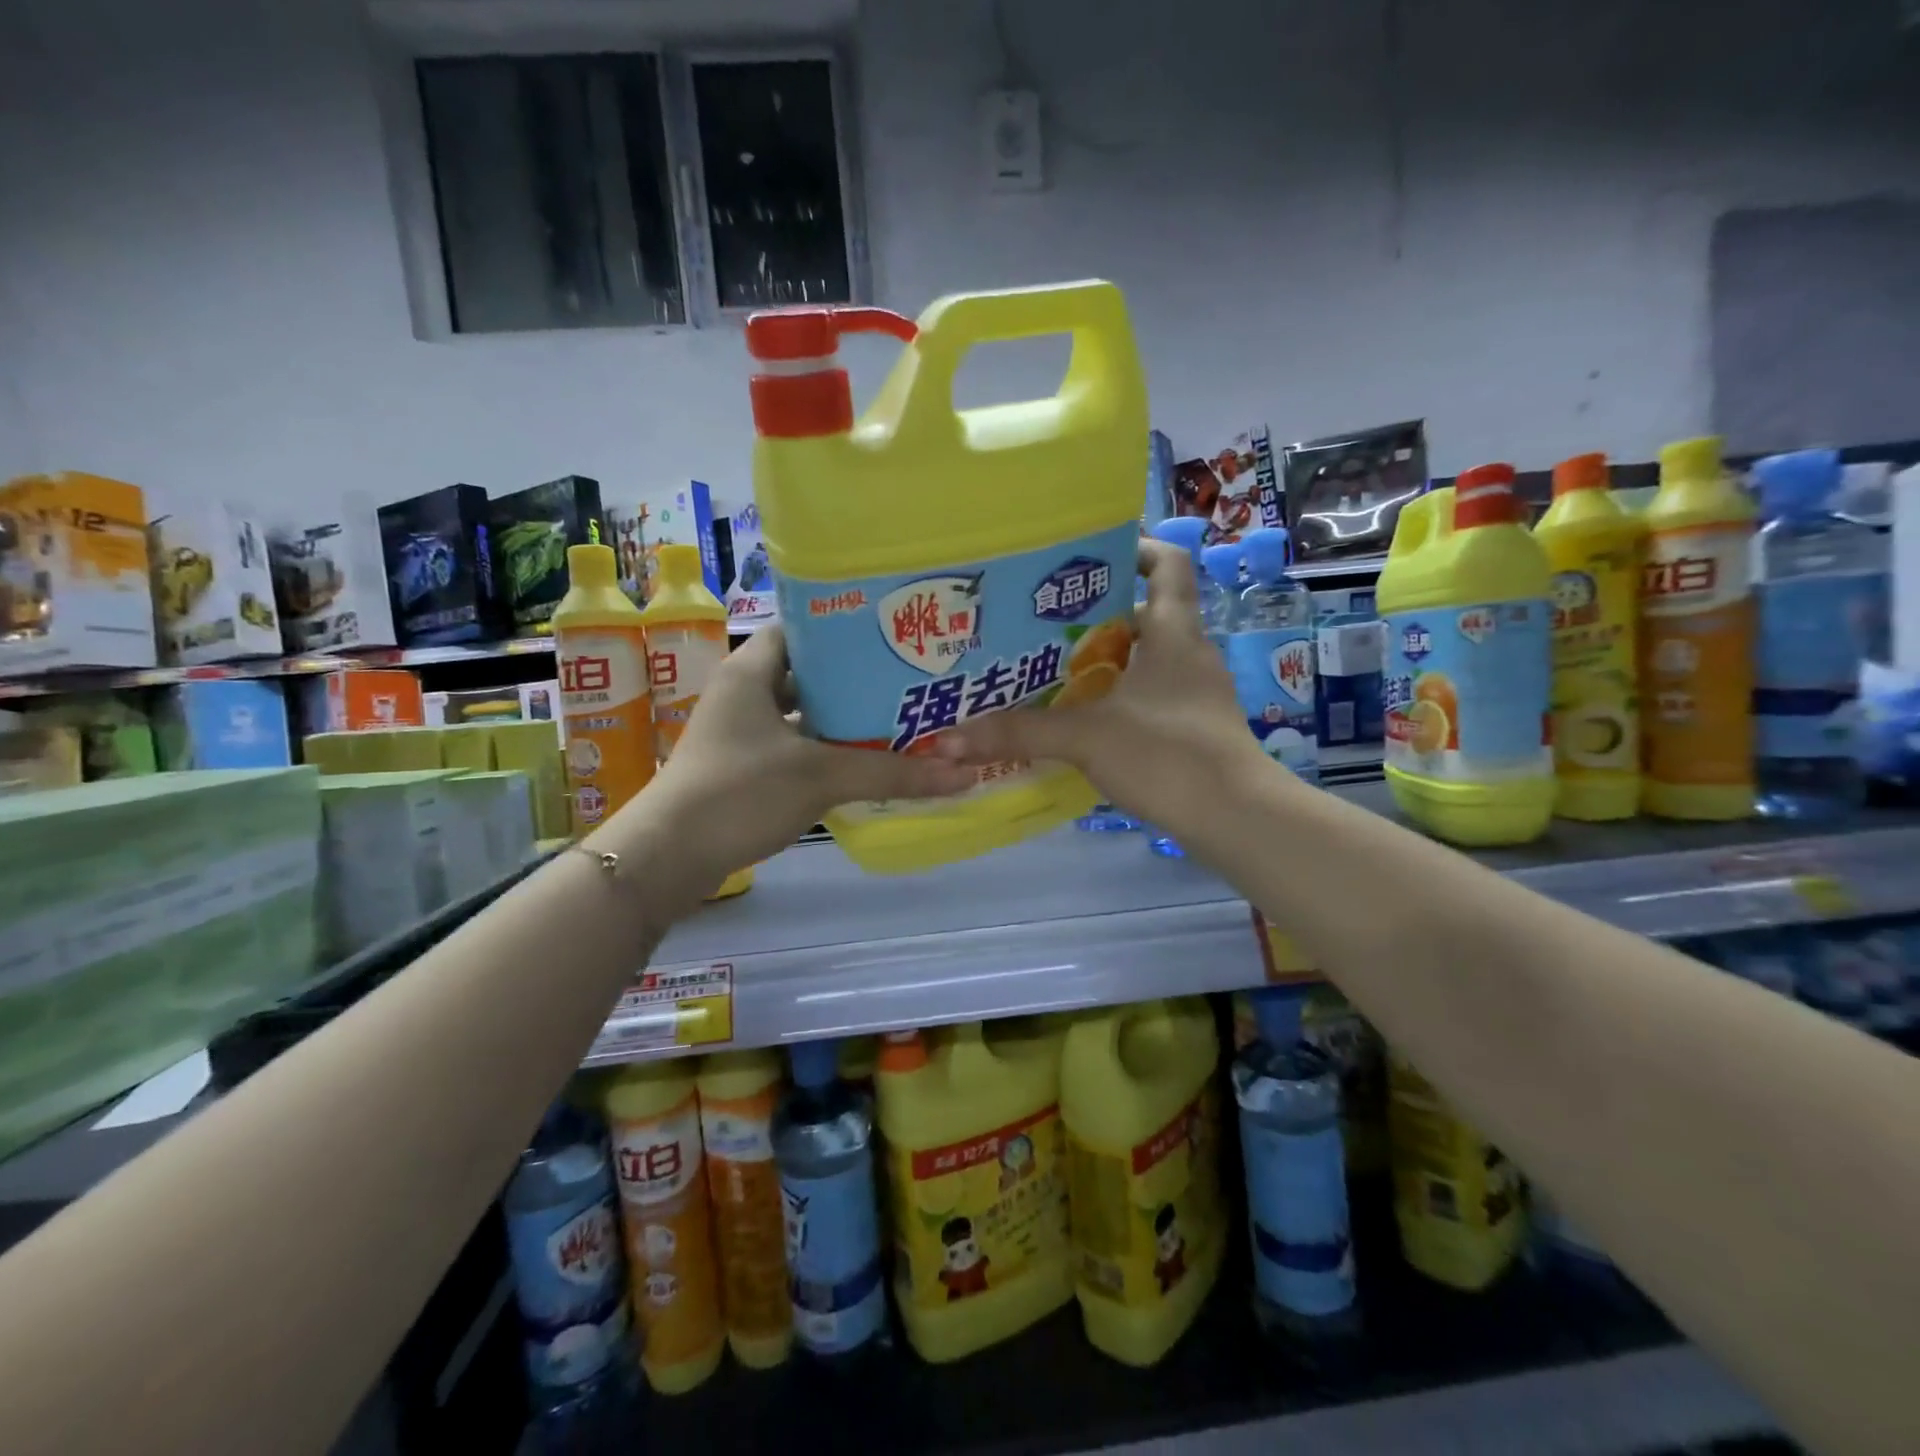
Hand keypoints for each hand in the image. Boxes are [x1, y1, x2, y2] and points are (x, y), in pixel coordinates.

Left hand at [625, 625, 973, 889]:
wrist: (668, 858)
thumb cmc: (740, 793)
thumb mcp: (821, 776)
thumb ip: (892, 772)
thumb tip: (964, 774)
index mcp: (751, 670)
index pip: (803, 628)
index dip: (846, 629)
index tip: (892, 636)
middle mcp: (743, 693)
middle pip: (808, 673)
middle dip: (855, 679)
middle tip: (907, 679)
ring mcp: (741, 733)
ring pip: (802, 714)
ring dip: (842, 718)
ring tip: (897, 717)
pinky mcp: (742, 767)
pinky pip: (794, 746)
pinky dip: (825, 750)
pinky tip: (863, 762)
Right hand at [936, 540, 1264, 832]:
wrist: (1235, 818)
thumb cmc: (1168, 755)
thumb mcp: (1086, 737)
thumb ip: (1020, 732)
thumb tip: (951, 737)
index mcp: (1175, 634)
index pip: (1168, 565)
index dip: (1137, 548)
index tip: (1091, 553)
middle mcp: (1190, 655)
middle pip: (1148, 614)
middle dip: (1100, 614)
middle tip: (1046, 622)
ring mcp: (1197, 695)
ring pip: (1148, 660)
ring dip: (1107, 661)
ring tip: (1053, 670)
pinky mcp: (1195, 730)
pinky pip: (1151, 698)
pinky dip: (1118, 699)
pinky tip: (1082, 721)